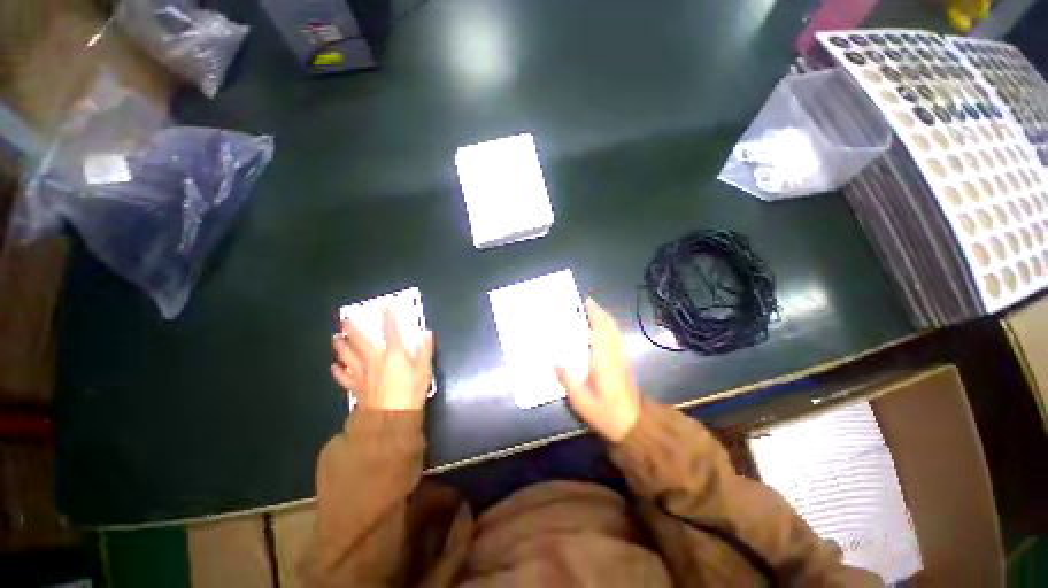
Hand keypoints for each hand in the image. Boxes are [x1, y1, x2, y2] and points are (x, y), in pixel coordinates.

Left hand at [331, 308, 434, 410]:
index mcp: (393, 353)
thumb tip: (427, 332)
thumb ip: (425, 351)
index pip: (391, 330)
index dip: (388, 316)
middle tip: (345, 319)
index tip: (384, 304)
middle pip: (360, 340)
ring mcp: (362, 373)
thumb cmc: (411, 393)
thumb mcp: (424, 371)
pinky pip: (344, 377)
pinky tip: (334, 367)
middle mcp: (374, 359)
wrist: (390, 418)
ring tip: (335, 338)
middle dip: (352, 328)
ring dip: (340, 346)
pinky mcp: (355, 387)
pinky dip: (338, 371)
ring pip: (347, 356)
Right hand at [556, 297, 641, 441]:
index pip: (601, 330)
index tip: (586, 302)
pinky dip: (609, 330)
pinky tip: (600, 332)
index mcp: (604, 361)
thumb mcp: (581, 401)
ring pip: (616, 332)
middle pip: (611, 327)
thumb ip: (568, 380)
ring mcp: (622, 358)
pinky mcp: (625, 364)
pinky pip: (617, 339)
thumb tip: (556, 363)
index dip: (595, 314)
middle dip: (600, 312)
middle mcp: (615, 355)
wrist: (634, 426)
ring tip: (592, 313)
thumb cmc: (606, 414)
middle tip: (587, 303)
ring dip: (605, 319)